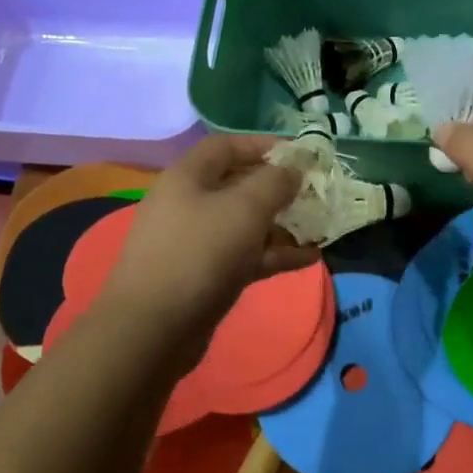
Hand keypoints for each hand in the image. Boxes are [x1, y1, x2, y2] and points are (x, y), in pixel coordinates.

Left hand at [99, 134, 319, 349]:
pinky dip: (274, 254)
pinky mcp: (204, 276)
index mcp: (188, 177)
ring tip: (320, 227)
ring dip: (282, 224)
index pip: (227, 146)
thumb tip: (292, 170)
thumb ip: (274, 182)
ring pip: (244, 224)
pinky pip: (245, 256)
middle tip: (315, 193)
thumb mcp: (244, 209)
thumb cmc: (200, 253)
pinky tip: (310, 258)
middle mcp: (188, 204)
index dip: (263, 144)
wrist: (153, 328)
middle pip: (238, 185)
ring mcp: (195, 242)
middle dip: (278, 188)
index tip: (300, 154)